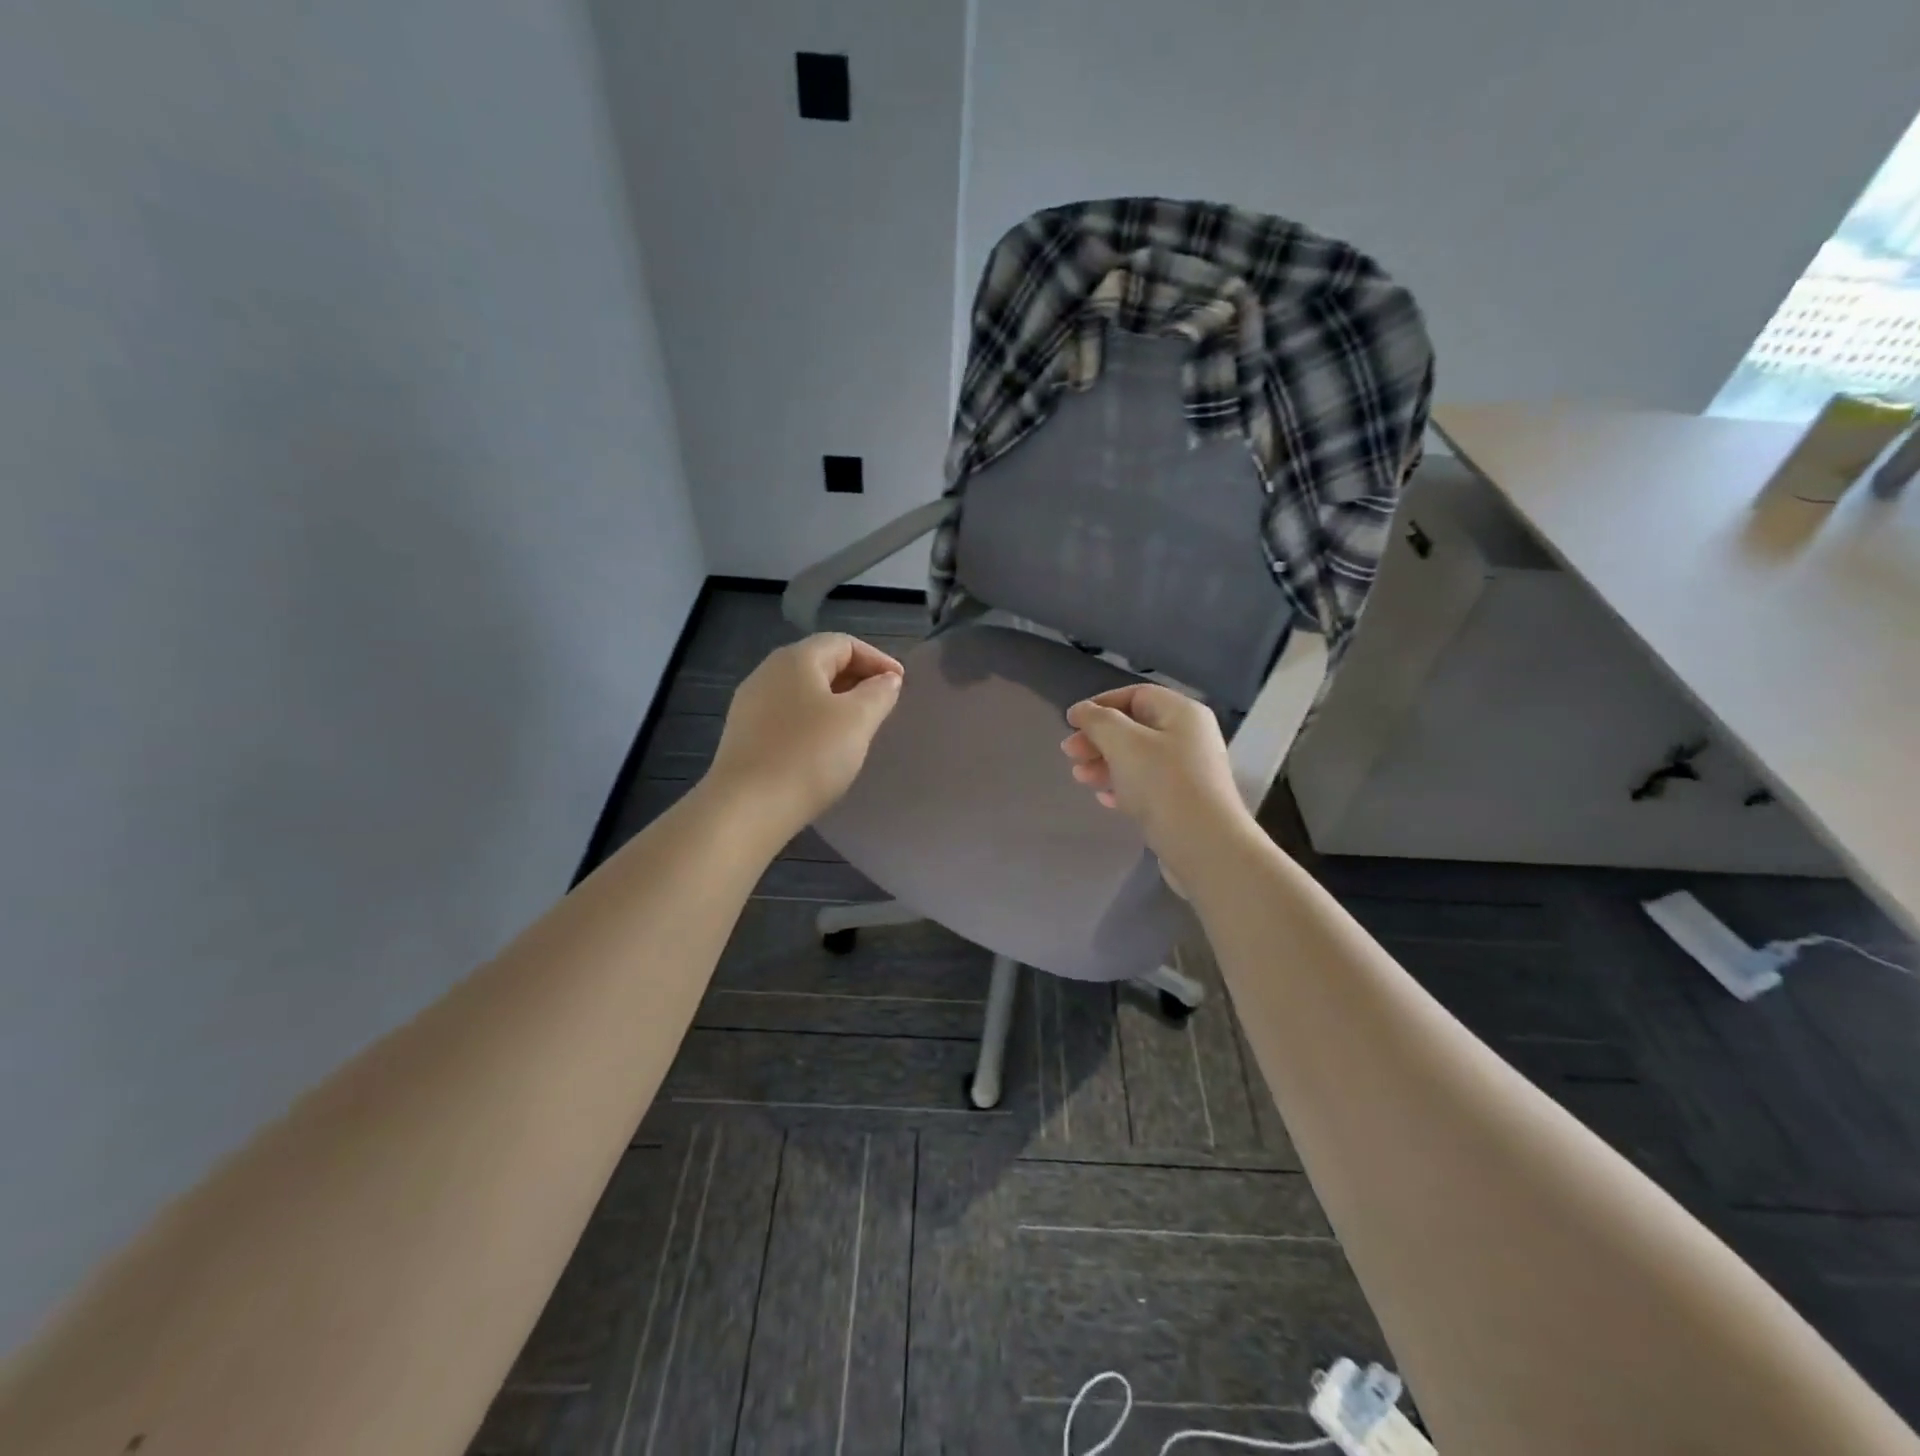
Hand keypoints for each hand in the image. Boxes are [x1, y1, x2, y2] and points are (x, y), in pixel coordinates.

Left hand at [707, 633, 904, 831]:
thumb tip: (887, 680)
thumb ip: (878, 693)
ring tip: (858, 726)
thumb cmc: (809, 756)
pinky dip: (813, 721)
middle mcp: (768, 672)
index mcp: (796, 659)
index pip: (844, 643)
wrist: (747, 808)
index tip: (900, 684)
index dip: (877, 659)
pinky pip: (787, 715)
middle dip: (856, 678)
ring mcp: (750, 704)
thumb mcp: (857, 720)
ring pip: (803, 691)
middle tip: (883, 704)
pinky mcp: (743, 734)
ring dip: (835, 701)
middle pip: (820, 663)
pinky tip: (824, 747)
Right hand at [1060, 683, 1252, 870]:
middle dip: (1098, 738)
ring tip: (1080, 778)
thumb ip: (1098, 721)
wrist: (1204, 847)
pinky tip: (1105, 799)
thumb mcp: (1123, 743)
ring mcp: (1189, 772)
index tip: (1071, 722)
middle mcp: (1189, 737)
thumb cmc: (1162, 784)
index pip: (1136, 695)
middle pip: (1135, 728)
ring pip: (1138, 759)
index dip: (1101, 704)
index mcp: (1181, 713)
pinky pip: (1147, 786)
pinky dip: (1123, 787)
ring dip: (1105, 764)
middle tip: (1069, 754)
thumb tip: (1081, 710)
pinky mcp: (1183, 803)